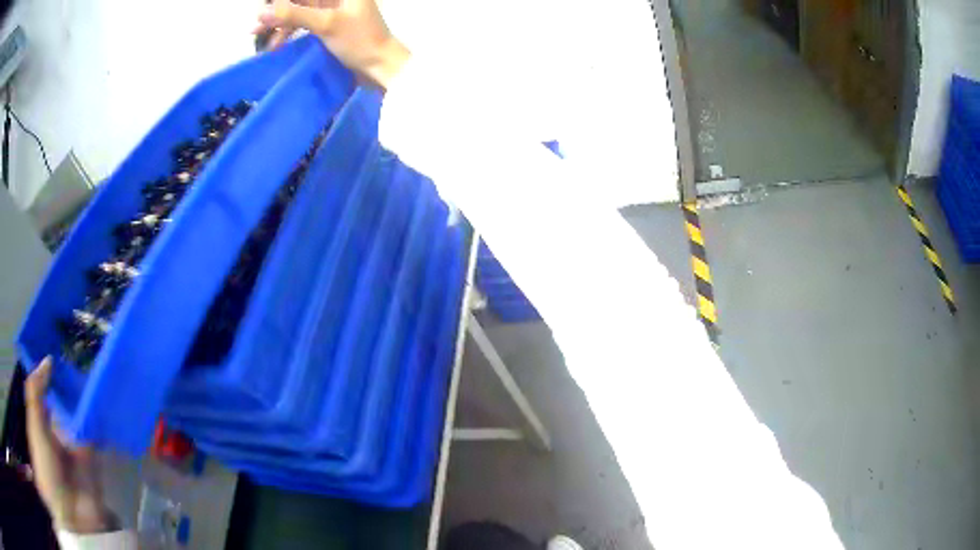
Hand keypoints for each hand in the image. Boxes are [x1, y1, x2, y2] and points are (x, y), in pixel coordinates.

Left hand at [25, 357, 117, 533]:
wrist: (71, 512)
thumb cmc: (45, 465)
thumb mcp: (34, 425)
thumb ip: (36, 392)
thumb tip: (48, 359)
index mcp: (43, 420)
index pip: (47, 390)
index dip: (52, 371)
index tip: (61, 344)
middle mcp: (59, 427)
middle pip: (65, 400)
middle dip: (71, 380)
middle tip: (82, 348)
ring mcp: (76, 442)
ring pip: (82, 413)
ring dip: (87, 396)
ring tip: (96, 364)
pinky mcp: (93, 455)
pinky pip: (96, 432)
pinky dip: (100, 417)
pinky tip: (105, 394)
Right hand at [255, 0, 409, 89]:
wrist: (381, 66)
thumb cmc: (358, 41)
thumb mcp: (325, 24)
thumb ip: (293, 15)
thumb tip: (261, 12)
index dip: (279, 0)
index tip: (261, 10)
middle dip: (276, 10)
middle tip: (255, 27)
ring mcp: (333, 9)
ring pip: (300, 10)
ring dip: (280, 22)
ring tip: (258, 38)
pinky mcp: (330, 24)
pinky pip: (304, 22)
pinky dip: (290, 31)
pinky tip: (276, 44)